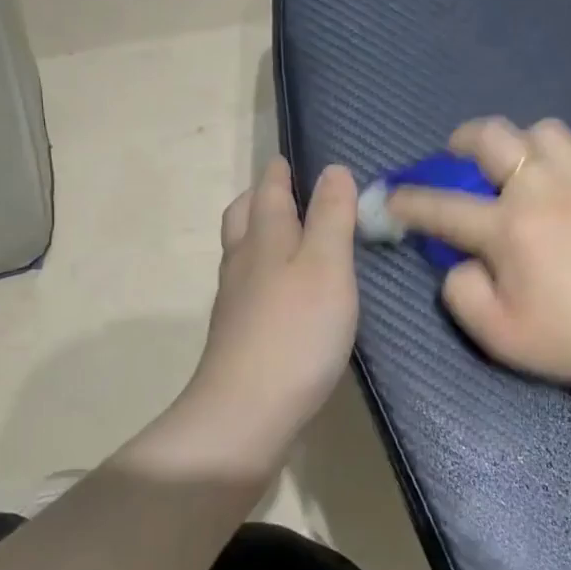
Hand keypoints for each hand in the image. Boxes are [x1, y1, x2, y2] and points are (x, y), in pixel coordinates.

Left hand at [180, 158, 359, 453]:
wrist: (247, 410)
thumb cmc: (297, 331)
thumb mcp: (327, 266)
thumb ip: (332, 217)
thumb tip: (334, 170)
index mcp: (266, 238)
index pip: (269, 191)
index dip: (280, 173)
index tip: (289, 159)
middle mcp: (244, 262)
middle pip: (244, 217)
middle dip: (261, 197)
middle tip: (283, 189)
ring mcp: (236, 301)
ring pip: (242, 251)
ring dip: (259, 231)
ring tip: (286, 233)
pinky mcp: (239, 333)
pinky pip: (249, 283)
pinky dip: (264, 269)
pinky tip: (284, 289)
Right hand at [385, 118, 570, 392]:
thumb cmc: (566, 339)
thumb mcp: (496, 334)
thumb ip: (459, 291)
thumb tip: (459, 258)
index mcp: (508, 228)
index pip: (441, 206)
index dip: (407, 201)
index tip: (390, 198)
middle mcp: (543, 189)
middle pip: (492, 136)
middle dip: (462, 140)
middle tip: (458, 156)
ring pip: (544, 130)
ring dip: (521, 143)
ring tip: (520, 167)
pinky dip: (570, 161)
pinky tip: (570, 186)